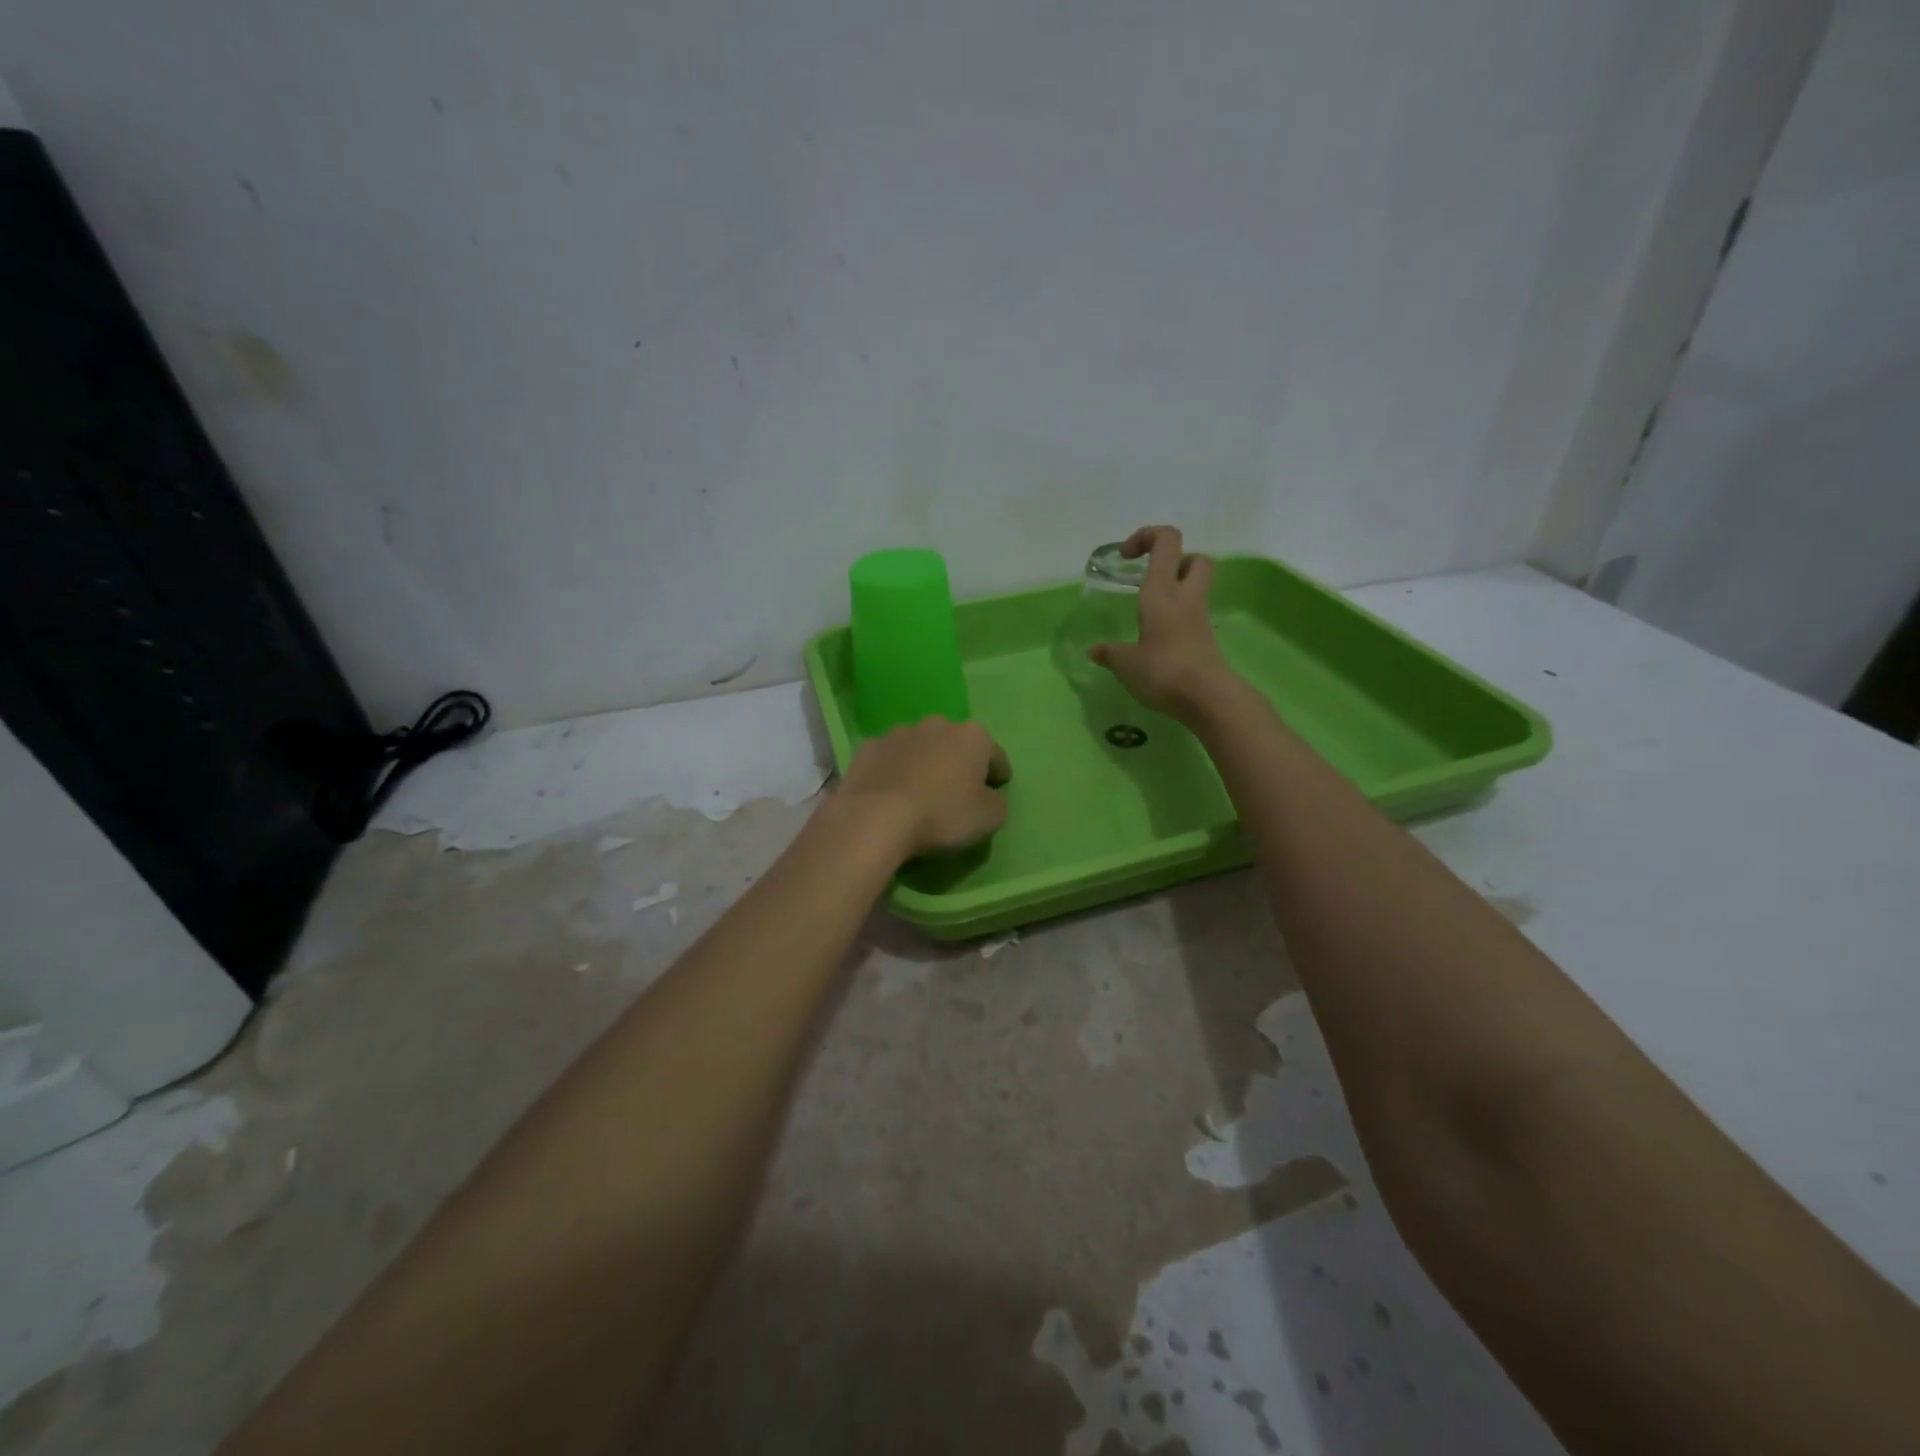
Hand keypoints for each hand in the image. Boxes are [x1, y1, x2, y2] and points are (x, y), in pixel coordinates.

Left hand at [835, 717, 1011, 858]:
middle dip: (959, 764)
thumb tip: (989, 796)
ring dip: (925, 765)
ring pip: (921, 748)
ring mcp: (899, 733)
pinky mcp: (868, 748)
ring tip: (920, 795)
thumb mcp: (989, 819)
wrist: (875, 818)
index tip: (994, 792)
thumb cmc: (942, 815)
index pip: (996, 756)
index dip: (998, 776)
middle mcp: (937, 724)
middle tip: (956, 794)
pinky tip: (891, 795)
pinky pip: (890, 760)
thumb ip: (997, 802)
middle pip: (956, 745)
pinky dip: (895, 772)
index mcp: (972, 736)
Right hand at [1089, 525, 1235, 718]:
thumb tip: (1095, 650)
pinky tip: (1157, 640)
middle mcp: (1185, 597)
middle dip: (1173, 561)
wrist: (1209, 698)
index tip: (1126, 556)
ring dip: (1175, 589)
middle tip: (1149, 579)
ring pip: (1196, 586)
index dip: (1147, 537)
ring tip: (1148, 612)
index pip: (1166, 541)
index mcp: (1162, 591)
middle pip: (1194, 558)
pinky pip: (1193, 615)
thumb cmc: (1163, 671)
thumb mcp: (1126, 664)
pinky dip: (1177, 618)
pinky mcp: (1206, 639)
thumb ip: (1110, 653)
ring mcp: (1199, 617)